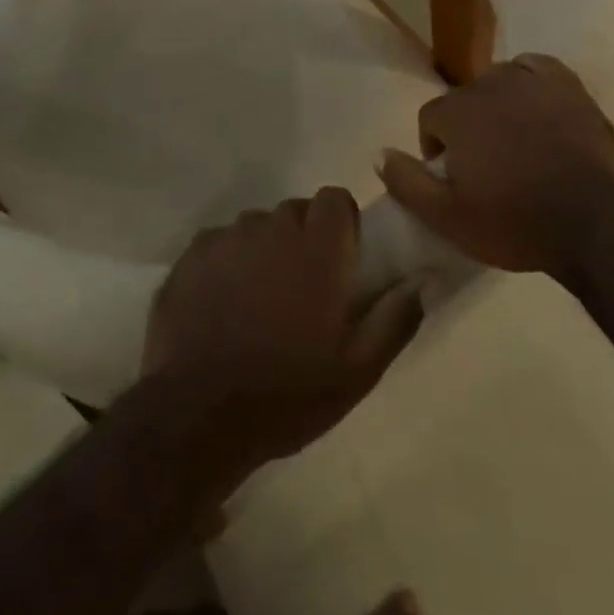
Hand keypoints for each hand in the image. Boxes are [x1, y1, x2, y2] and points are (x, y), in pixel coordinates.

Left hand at [142, 188, 423, 480]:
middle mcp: (272, 229)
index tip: (341, 257)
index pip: (334, 197)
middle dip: (303, 237)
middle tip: (302, 287)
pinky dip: (226, 262)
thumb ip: (395, 318)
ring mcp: (227, 238)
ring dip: (264, 250)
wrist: (197, 416)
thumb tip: (422, 280)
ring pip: (256, 227)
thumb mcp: (358, 371)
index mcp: (317, 249)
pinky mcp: (191, 255)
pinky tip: (221, 304)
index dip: (341, 221)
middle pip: (295, 211)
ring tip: (258, 299)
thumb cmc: (287, 394)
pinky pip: (219, 243)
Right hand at [376, 54, 613, 284]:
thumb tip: (379, 153)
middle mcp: (491, 84)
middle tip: (486, 166)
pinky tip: (537, 108)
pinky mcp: (569, 86)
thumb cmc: (515, 222)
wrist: (595, 224)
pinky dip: (531, 83)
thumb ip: (407, 183)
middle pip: (465, 99)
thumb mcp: (448, 218)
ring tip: (514, 141)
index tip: (454, 177)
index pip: (431, 117)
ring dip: (498, 106)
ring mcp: (533, 81)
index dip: (436, 148)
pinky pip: (537, 69)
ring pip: (500, 82)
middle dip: (468, 128)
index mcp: (458, 111)